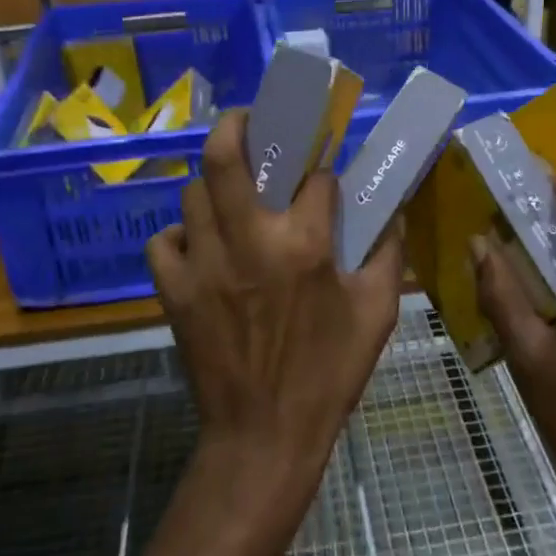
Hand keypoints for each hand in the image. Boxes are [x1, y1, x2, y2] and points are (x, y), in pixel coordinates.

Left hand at [147, 110, 405, 532]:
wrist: (264, 435)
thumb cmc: (328, 374)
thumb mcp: (378, 315)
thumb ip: (389, 255)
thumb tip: (392, 212)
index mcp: (305, 246)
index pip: (314, 177)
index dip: (322, 171)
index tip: (324, 176)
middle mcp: (248, 242)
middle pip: (225, 157)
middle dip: (237, 124)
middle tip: (248, 120)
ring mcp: (203, 265)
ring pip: (192, 194)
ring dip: (213, 187)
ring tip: (230, 196)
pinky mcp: (173, 291)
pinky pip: (163, 242)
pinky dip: (180, 236)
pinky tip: (200, 248)